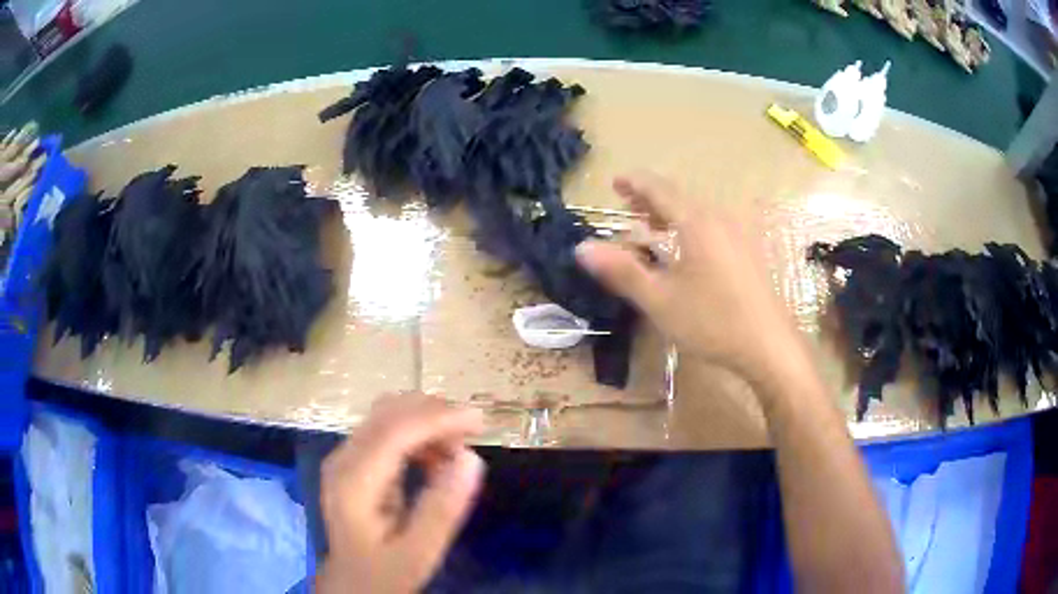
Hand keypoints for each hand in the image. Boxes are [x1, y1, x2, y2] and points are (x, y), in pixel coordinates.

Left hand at [316, 393, 484, 593]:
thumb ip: (442, 509)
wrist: (352, 582)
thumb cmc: (384, 572)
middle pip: (389, 413)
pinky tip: (435, 461)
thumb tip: (472, 458)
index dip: (438, 418)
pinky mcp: (354, 461)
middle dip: (435, 414)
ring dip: (427, 423)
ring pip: (388, 415)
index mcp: (354, 482)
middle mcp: (344, 459)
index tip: (480, 421)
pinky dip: (417, 435)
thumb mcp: (419, 553)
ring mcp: (345, 457)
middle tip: (472, 436)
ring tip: (456, 452)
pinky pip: (387, 430)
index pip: (395, 431)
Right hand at [576, 172, 799, 379]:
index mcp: (696, 222)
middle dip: (650, 199)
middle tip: (627, 207)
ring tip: (651, 226)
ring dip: (670, 214)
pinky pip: (712, 226)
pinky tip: (685, 250)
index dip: (634, 182)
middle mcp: (719, 219)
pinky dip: (689, 227)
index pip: (659, 188)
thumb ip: (621, 271)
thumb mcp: (660, 300)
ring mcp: (738, 234)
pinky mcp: (748, 252)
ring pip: (697, 212)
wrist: (769, 346)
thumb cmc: (713, 321)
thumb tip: (582, 247)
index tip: (614, 182)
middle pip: (679, 197)